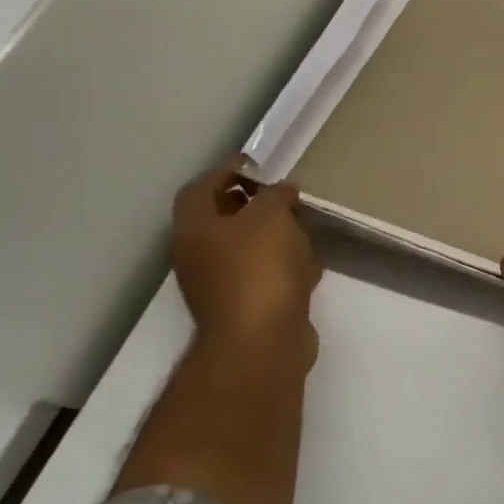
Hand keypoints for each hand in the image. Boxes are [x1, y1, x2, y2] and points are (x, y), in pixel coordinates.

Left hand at [171, 161, 321, 359]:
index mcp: (195, 229)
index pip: (200, 188)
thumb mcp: (271, 215)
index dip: (225, 171)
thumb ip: (275, 195)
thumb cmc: (259, 267)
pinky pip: (262, 275)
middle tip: (283, 194)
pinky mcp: (244, 308)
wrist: (261, 340)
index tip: (256, 163)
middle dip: (250, 204)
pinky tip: (308, 266)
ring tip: (302, 226)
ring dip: (269, 236)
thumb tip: (280, 191)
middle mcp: (198, 256)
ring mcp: (218, 285)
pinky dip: (282, 266)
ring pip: (243, 249)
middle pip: (220, 220)